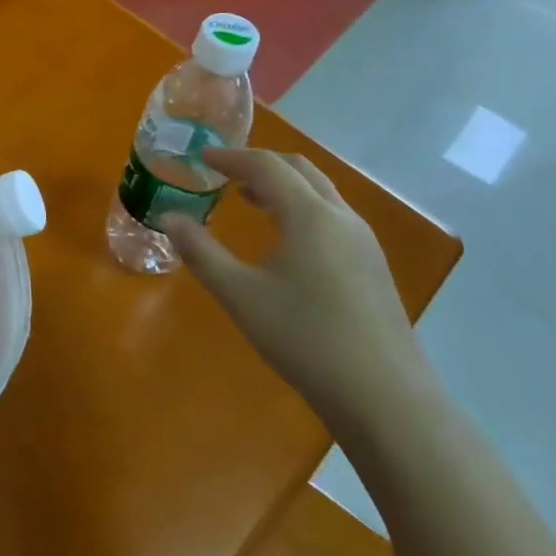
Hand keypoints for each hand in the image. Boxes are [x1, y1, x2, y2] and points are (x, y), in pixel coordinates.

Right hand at [160, 148, 434, 437]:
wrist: (386, 398)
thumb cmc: (306, 338)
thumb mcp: (240, 295)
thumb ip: (201, 252)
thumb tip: (169, 217)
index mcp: (309, 215)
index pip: (266, 166)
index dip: (231, 157)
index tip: (202, 156)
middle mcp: (341, 217)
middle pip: (299, 170)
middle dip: (260, 164)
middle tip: (225, 172)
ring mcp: (364, 242)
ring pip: (320, 193)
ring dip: (283, 186)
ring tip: (250, 199)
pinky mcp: (373, 266)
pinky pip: (332, 217)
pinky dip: (302, 208)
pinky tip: (285, 240)